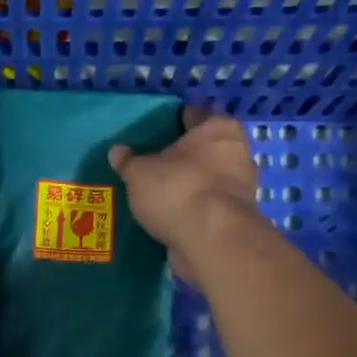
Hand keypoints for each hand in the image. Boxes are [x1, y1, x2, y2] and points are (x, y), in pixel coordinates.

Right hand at [109, 106, 259, 288]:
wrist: (212, 241)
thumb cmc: (178, 190)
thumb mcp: (140, 172)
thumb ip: (129, 161)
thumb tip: (117, 152)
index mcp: (217, 128)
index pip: (190, 115)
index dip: (168, 121)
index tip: (149, 131)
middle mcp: (235, 152)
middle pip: (200, 149)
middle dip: (178, 157)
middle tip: (148, 164)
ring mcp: (239, 187)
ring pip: (204, 179)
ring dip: (185, 185)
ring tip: (154, 192)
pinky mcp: (234, 217)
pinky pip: (205, 205)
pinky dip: (190, 208)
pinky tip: (168, 214)